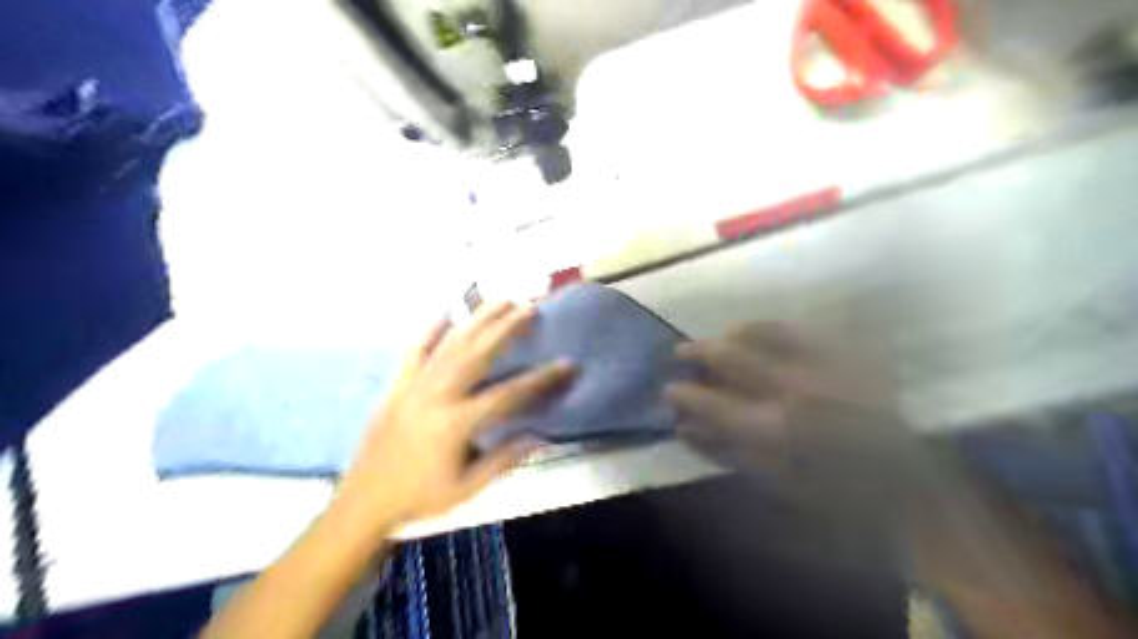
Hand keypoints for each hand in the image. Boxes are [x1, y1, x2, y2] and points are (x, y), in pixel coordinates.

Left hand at [335, 303, 567, 531]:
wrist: (364, 501)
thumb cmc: (420, 496)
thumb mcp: (467, 488)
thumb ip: (504, 460)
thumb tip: (540, 435)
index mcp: (457, 423)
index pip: (510, 394)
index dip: (542, 378)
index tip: (568, 363)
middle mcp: (438, 394)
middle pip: (479, 353)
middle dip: (508, 328)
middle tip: (531, 308)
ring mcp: (415, 384)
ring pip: (452, 343)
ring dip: (478, 319)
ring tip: (502, 300)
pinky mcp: (398, 383)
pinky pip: (415, 349)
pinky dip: (430, 329)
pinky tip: (445, 312)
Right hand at [670, 321, 912, 491]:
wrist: (906, 481)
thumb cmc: (834, 493)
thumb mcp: (773, 483)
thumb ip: (724, 452)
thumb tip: (683, 427)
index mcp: (776, 428)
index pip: (710, 401)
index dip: (682, 394)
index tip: (668, 390)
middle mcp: (794, 387)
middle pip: (728, 354)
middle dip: (695, 351)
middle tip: (679, 353)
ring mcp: (823, 363)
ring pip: (759, 332)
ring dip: (727, 335)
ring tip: (713, 340)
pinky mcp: (845, 351)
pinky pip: (796, 327)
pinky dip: (767, 326)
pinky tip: (753, 330)